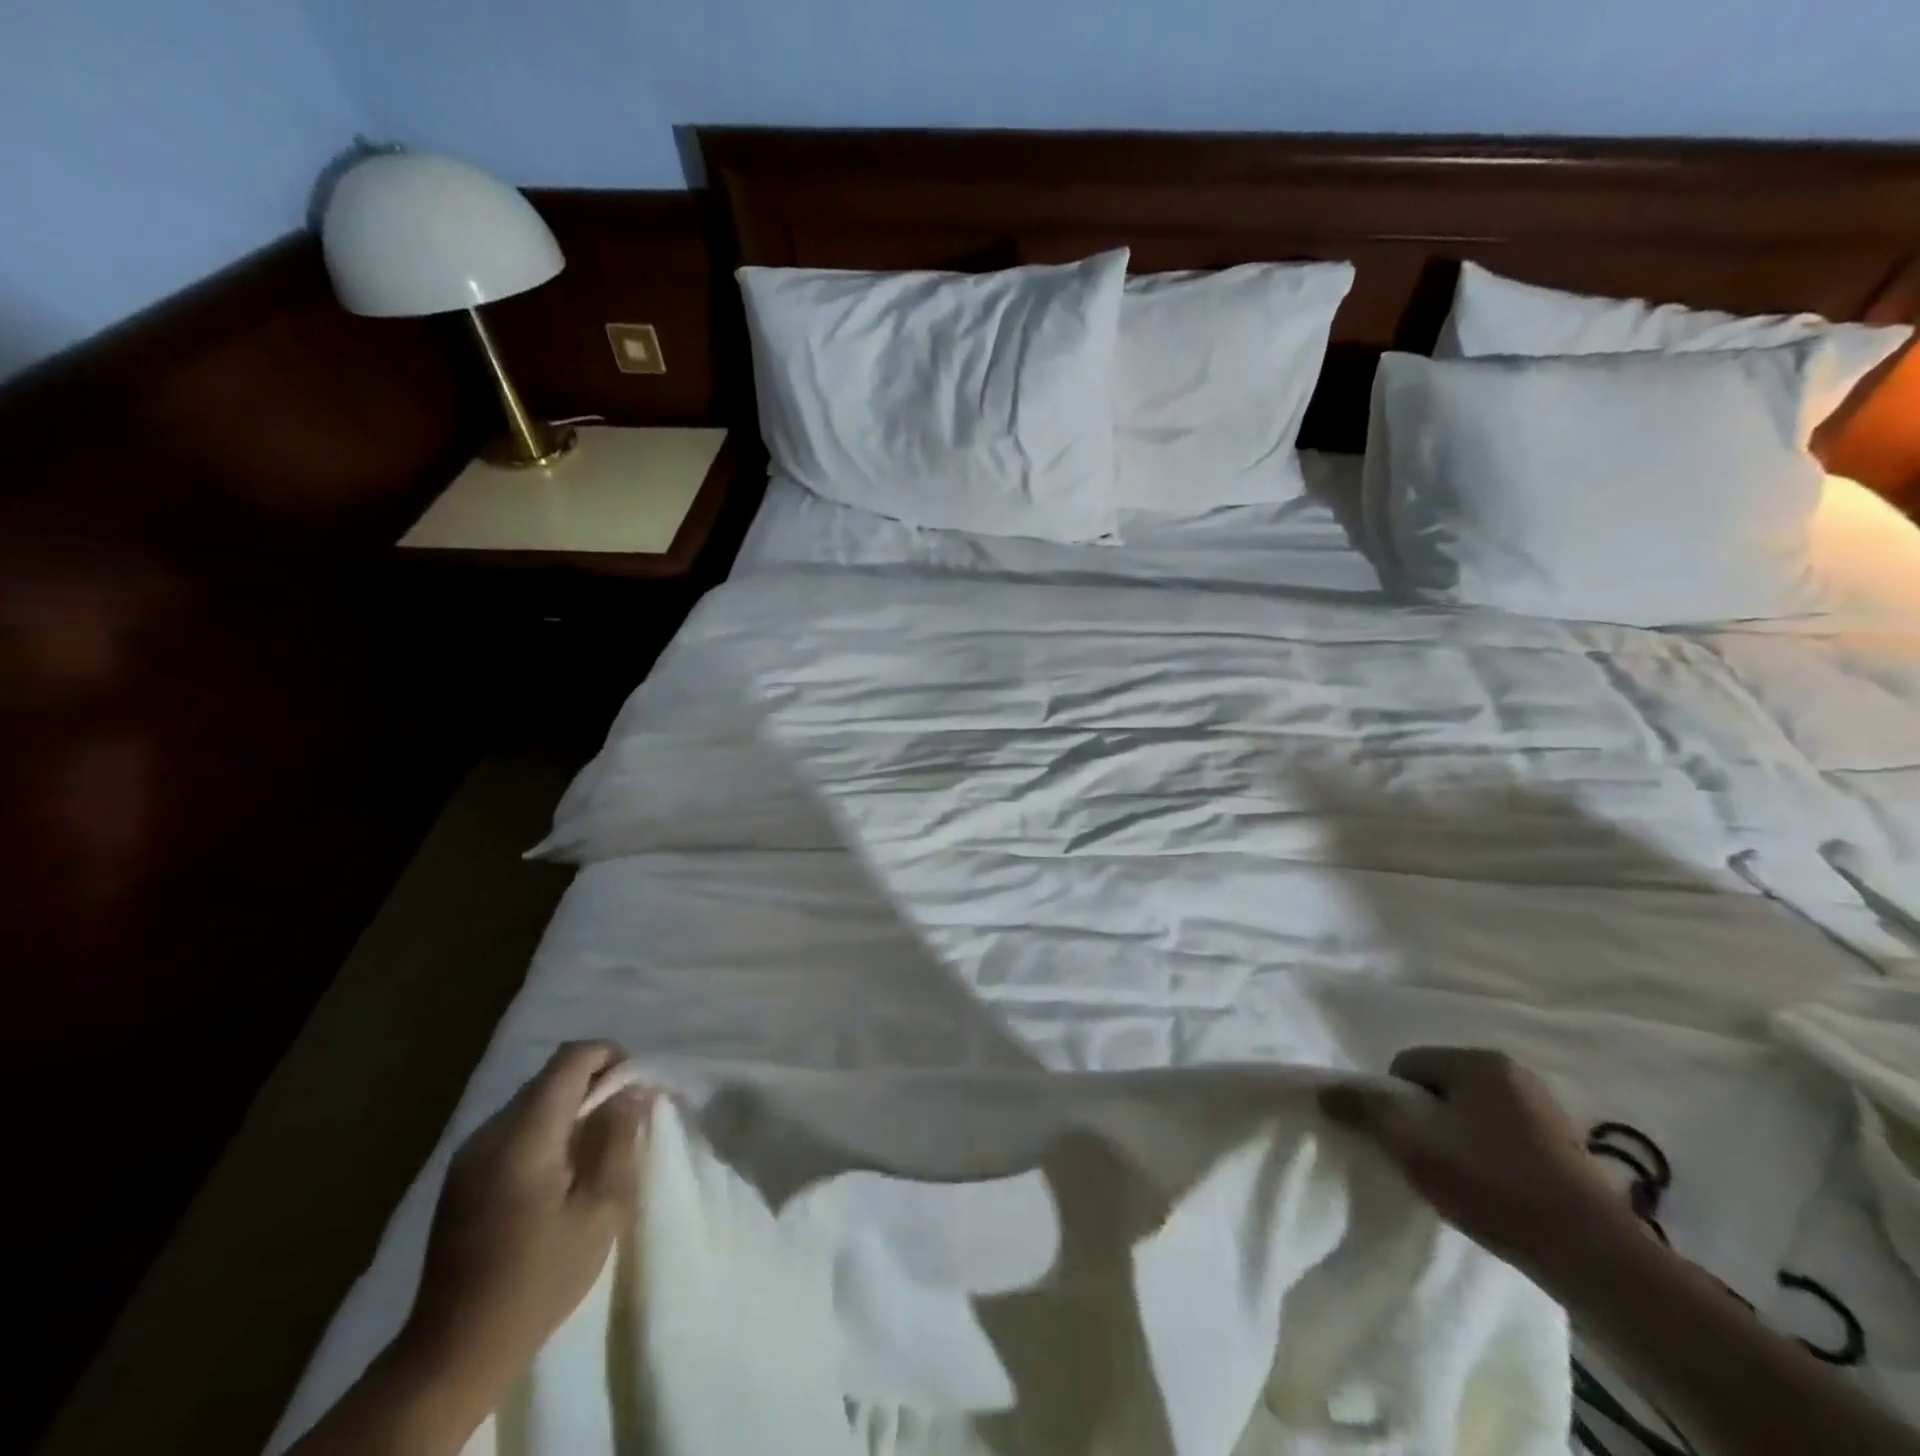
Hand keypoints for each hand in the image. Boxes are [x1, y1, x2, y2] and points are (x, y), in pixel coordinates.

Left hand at [401, 1042, 653, 1394]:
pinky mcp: (462, 1178)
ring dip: (569, 1108)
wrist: (454, 1351)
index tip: (635, 1087)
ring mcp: (469, 1155)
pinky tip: (559, 1173)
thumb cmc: (539, 1279)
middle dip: (593, 1084)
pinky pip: (513, 1129)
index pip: (570, 1059)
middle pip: (550, 1077)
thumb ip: (618, 1140)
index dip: (609, 1057)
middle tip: (624, 1120)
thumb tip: (631, 1092)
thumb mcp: (600, 1210)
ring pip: (531, 1102)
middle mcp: (490, 1132)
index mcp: (524, 1135)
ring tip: (595, 1148)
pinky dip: (545, 1131)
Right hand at [1320, 1046, 1634, 1278]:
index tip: (1402, 1143)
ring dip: (1455, 1140)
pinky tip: (1492, 1191)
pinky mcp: (1566, 1148)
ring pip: (1470, 1115)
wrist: (1593, 1258)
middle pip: (1438, 1088)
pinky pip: (1502, 1138)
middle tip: (1425, 1162)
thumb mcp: (1412, 1142)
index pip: (1407, 1066)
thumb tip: (1325, 1090)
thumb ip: (1364, 1109)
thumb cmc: (1492, 1183)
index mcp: (1480, 1061)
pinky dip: (1488, 1158)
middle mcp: (1514, 1073)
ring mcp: (1545, 1111)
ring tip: (1459, 1181)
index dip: (1392, 1103)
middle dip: (1424, 1120)